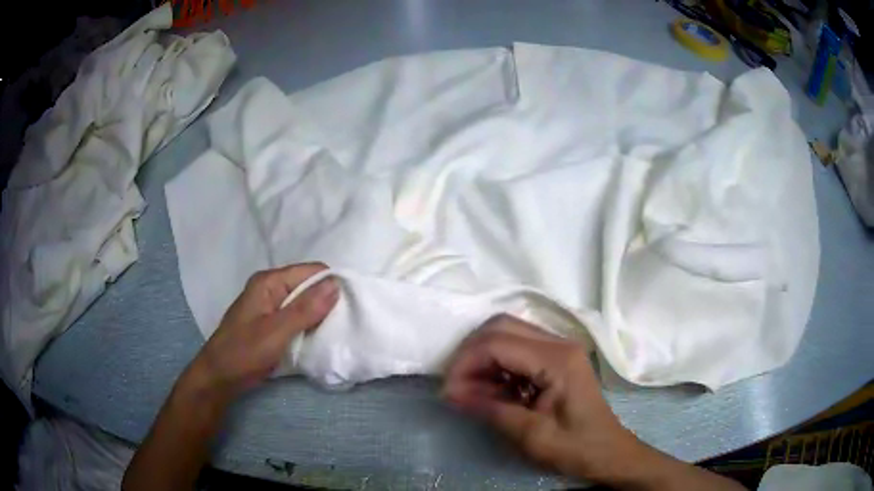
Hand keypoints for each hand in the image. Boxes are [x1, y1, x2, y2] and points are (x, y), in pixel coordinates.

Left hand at [183, 262, 338, 401]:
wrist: (220, 377)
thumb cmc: (244, 352)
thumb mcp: (276, 331)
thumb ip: (305, 309)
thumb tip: (336, 285)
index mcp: (270, 282)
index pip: (311, 271)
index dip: (332, 284)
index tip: (351, 305)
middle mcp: (271, 288)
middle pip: (309, 286)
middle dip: (327, 301)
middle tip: (346, 322)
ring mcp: (271, 306)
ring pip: (305, 304)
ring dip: (320, 316)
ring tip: (337, 331)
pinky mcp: (273, 323)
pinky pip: (298, 318)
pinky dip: (310, 326)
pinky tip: (321, 339)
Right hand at [443, 315, 745, 490]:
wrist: (609, 453)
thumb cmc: (576, 448)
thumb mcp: (530, 436)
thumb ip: (489, 409)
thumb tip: (450, 392)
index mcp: (557, 360)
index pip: (498, 343)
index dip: (465, 363)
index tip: (448, 391)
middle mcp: (559, 343)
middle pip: (501, 326)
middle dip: (471, 353)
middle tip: (456, 386)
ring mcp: (559, 348)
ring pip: (507, 333)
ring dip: (482, 357)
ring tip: (470, 390)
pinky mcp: (555, 359)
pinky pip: (517, 348)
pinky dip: (496, 364)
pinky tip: (491, 389)